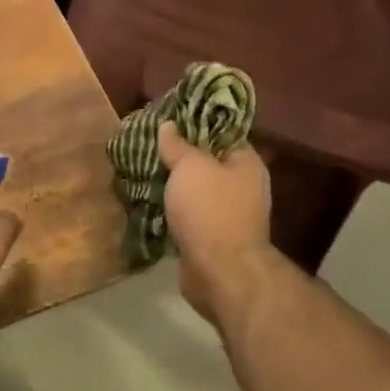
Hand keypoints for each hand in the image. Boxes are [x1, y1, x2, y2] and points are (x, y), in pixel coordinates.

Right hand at [158, 122, 274, 324]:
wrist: (219, 270)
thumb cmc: (210, 209)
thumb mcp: (190, 166)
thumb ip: (178, 144)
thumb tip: (169, 125)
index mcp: (246, 163)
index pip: (222, 132)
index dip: (195, 123)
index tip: (167, 120)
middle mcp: (243, 186)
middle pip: (207, 161)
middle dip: (178, 156)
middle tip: (149, 146)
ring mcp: (229, 213)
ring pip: (196, 189)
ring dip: (173, 184)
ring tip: (143, 171)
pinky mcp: (213, 236)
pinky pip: (189, 213)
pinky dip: (172, 209)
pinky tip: (150, 200)